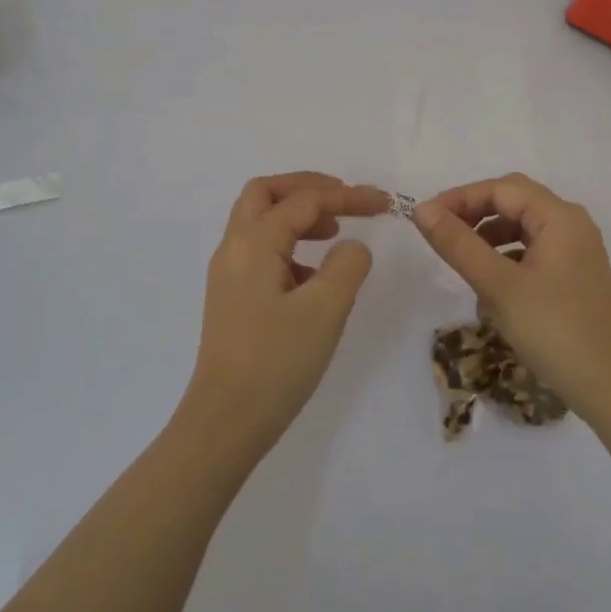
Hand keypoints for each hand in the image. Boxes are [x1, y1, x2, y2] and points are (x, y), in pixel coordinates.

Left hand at [183, 172, 387, 453]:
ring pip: (259, 220)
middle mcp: (234, 249)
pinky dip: (289, 244)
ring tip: (333, 233)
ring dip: (297, 214)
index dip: (347, 197)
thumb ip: (347, 266)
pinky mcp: (232, 297)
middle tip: (344, 201)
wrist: (225, 422)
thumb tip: (352, 247)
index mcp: (253, 243)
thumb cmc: (276, 363)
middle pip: (266, 193)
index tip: (385, 204)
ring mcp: (229, 274)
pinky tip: (313, 276)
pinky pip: (260, 250)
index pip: (304, 201)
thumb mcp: (325, 311)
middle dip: (308, 188)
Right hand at [411, 173, 610, 425]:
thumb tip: (421, 210)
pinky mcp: (575, 277)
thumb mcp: (498, 286)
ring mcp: (577, 252)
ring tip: (462, 261)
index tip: (425, 219)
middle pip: (514, 202)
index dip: (460, 198)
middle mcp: (572, 225)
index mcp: (559, 217)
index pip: (501, 189)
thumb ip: (458, 244)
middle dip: (475, 214)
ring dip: (489, 237)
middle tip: (440, 233)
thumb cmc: (554, 330)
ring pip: (523, 228)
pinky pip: (534, 252)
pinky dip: (507, 259)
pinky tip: (490, 289)